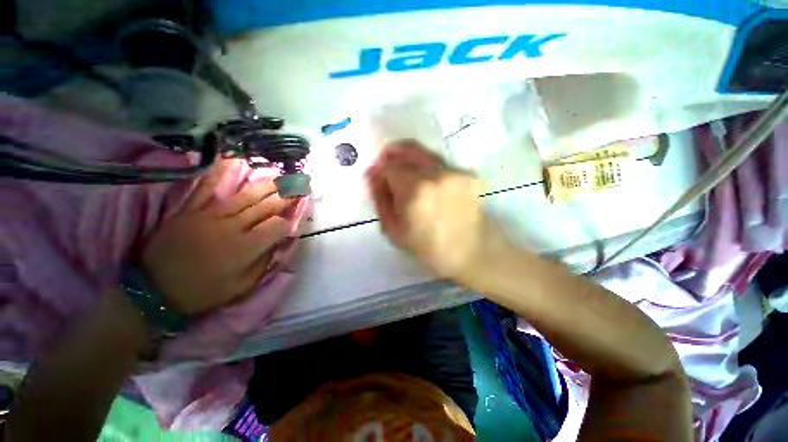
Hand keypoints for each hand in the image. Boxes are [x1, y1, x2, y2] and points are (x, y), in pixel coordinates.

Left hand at [141, 160, 296, 314]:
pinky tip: (233, 161)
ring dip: (268, 185)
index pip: (278, 226)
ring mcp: (210, 215)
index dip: (290, 220)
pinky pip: (208, 188)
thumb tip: (280, 243)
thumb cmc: (203, 291)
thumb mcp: (241, 287)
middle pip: (266, 206)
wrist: (153, 289)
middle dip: (287, 196)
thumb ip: (264, 263)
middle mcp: (233, 226)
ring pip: (246, 195)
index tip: (295, 219)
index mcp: (246, 247)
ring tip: (283, 177)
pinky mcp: (191, 210)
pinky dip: (220, 174)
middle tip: (301, 186)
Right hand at [366, 140, 491, 278]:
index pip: (389, 165)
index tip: (379, 181)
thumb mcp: (394, 230)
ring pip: (424, 153)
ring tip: (410, 182)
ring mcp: (455, 170)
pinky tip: (431, 187)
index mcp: (414, 190)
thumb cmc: (429, 248)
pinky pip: (440, 163)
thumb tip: (372, 173)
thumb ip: (380, 199)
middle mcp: (435, 173)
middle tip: (391, 173)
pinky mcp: (468, 172)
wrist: (472, 252)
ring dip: (411, 161)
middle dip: (393, 157)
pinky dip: (428, 169)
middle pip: (407, 149)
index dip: (380, 170)